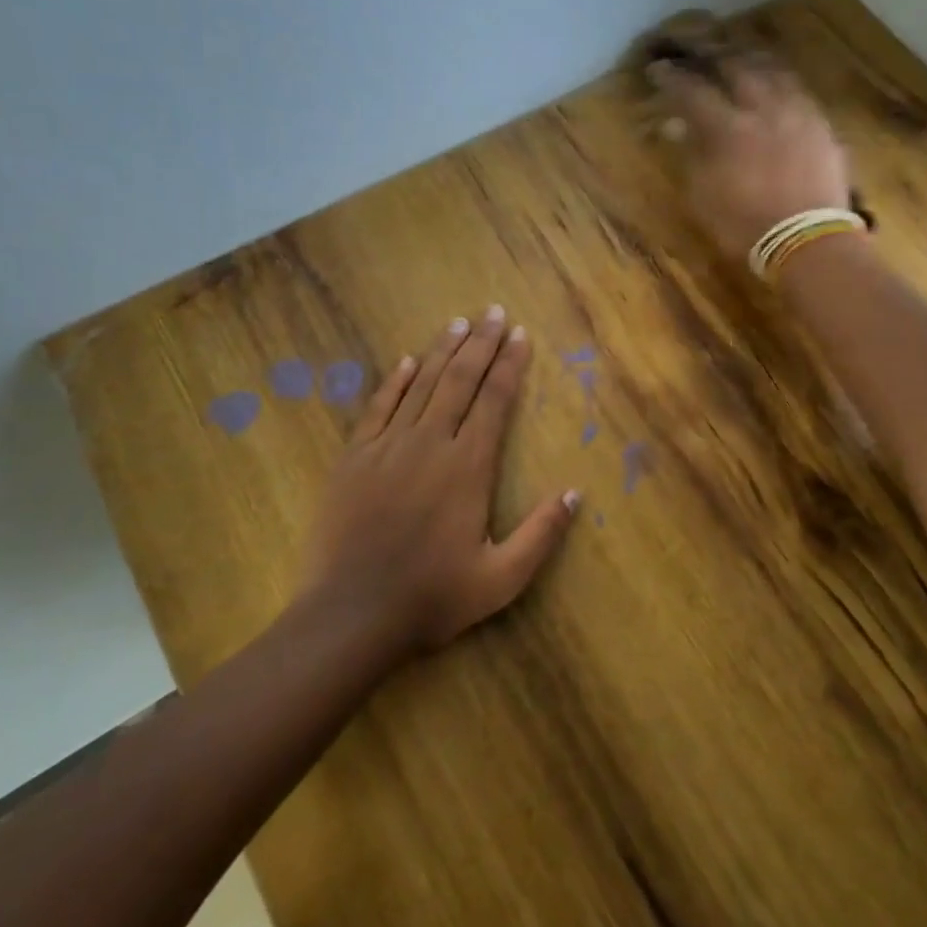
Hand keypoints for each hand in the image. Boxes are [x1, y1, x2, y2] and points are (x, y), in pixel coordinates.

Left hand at [302, 307, 579, 659]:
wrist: (350, 615)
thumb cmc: (432, 597)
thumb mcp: (501, 579)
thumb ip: (542, 534)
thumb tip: (576, 493)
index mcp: (469, 467)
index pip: (494, 401)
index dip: (509, 365)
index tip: (520, 336)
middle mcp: (431, 443)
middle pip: (460, 381)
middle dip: (481, 344)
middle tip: (494, 312)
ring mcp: (388, 446)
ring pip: (421, 385)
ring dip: (443, 351)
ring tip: (460, 322)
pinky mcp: (354, 458)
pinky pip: (379, 407)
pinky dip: (396, 380)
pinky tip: (408, 360)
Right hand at [651, 52, 852, 259]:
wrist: (807, 244)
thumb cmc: (745, 227)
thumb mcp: (704, 197)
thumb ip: (691, 154)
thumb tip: (676, 126)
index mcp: (729, 128)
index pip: (694, 91)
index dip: (673, 78)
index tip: (658, 69)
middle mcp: (764, 109)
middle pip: (737, 66)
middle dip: (714, 55)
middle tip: (700, 52)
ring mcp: (798, 114)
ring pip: (773, 71)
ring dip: (751, 61)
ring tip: (739, 58)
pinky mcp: (822, 126)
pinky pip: (798, 91)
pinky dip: (780, 83)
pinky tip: (776, 87)